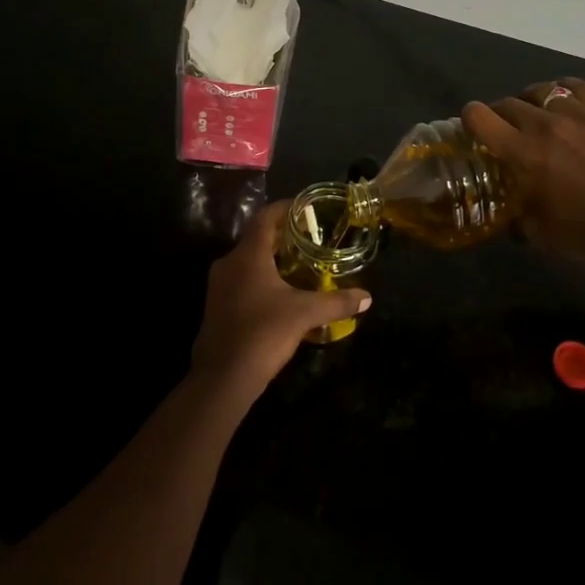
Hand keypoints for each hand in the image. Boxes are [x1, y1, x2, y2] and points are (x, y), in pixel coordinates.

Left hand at [192, 201, 370, 397]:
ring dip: (272, 260)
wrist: (222, 377)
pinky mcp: (217, 306)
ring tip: (300, 266)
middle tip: (310, 239)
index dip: (285, 208)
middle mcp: (229, 263)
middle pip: (257, 239)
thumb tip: (367, 297)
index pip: (265, 217)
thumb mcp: (304, 315)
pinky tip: (281, 295)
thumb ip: (336, 302)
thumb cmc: (263, 333)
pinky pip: (242, 281)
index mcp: (248, 255)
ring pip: (248, 261)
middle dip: (283, 237)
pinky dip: (261, 279)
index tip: (305, 207)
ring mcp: (219, 286)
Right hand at [462, 78, 584, 260]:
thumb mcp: (538, 233)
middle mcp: (544, 125)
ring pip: (543, 91)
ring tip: (541, 112)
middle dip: (502, 112)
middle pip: (509, 102)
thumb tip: (509, 217)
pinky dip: (566, 90)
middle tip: (508, 126)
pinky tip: (569, 101)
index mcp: (522, 153)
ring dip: (534, 101)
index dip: (470, 116)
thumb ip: (516, 219)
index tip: (473, 122)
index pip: (480, 117)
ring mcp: (579, 113)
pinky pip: (578, 86)